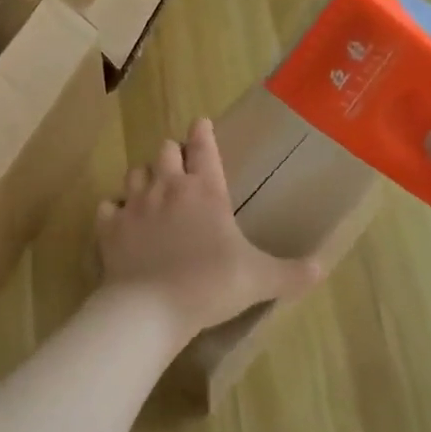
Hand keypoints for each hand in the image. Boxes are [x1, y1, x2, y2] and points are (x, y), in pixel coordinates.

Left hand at [96, 118, 322, 340]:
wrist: (151, 308)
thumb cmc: (210, 285)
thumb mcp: (259, 280)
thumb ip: (291, 273)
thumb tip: (322, 268)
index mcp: (205, 190)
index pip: (204, 146)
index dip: (203, 132)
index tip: (201, 123)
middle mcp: (167, 187)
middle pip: (165, 151)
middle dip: (172, 154)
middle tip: (180, 166)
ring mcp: (134, 205)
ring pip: (134, 173)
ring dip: (144, 177)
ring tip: (152, 190)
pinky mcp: (109, 227)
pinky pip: (108, 207)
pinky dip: (115, 210)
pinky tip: (122, 220)